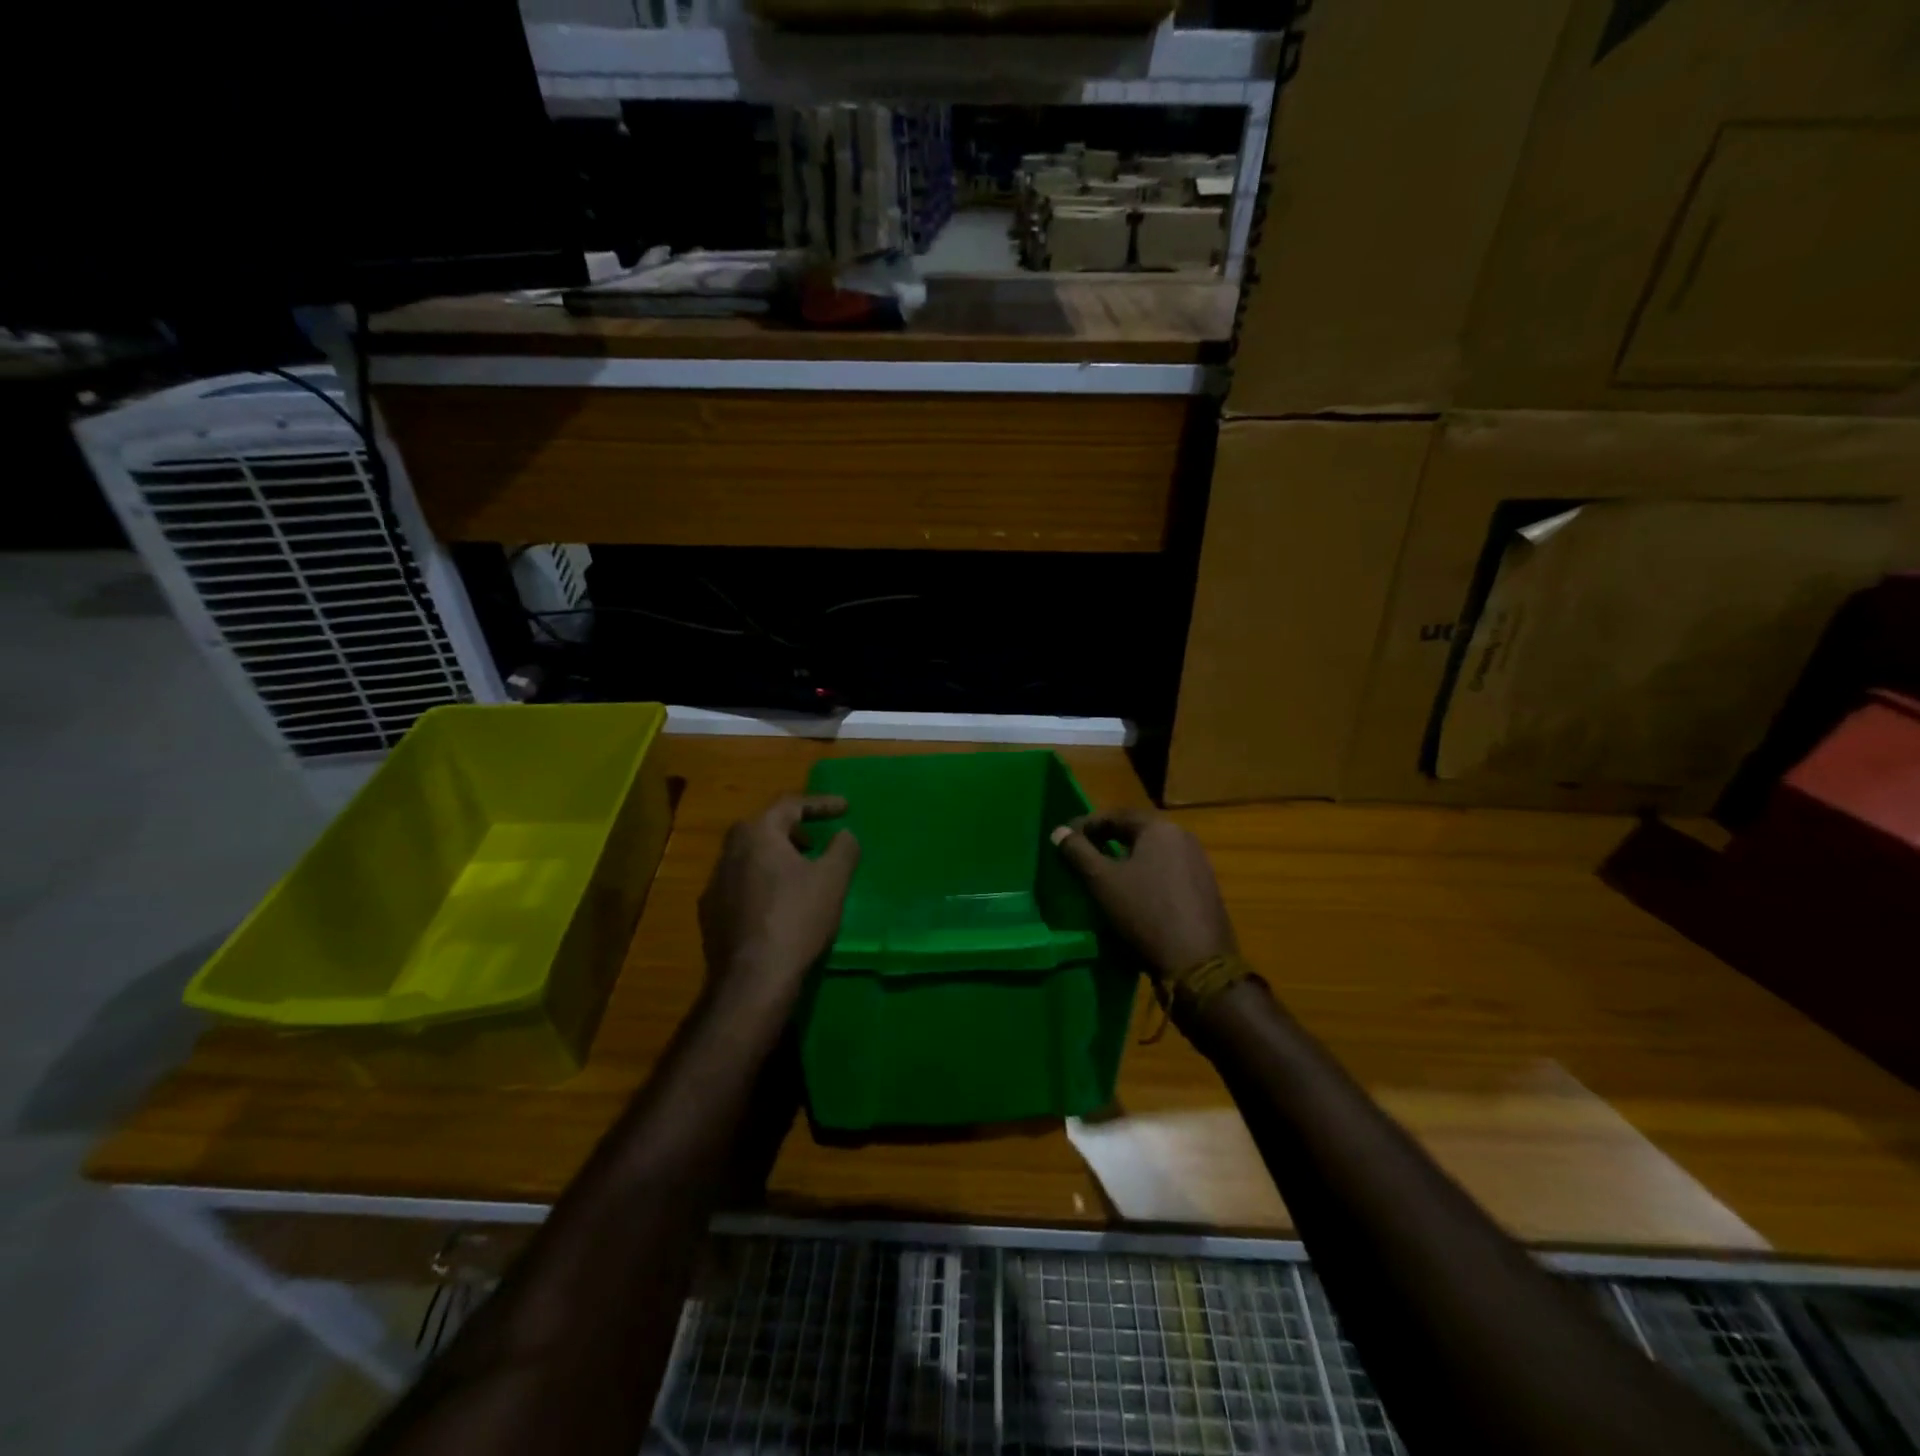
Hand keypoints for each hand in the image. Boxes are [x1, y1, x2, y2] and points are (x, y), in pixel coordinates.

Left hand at [698, 795, 859, 1005]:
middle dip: (793, 829)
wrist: (752, 979)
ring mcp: (714, 885)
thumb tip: (844, 834)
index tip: (846, 808)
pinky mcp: (710, 915)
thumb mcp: (833, 879)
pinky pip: (741, 885)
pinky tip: (779, 905)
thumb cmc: (796, 918)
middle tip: (815, 840)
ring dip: (776, 858)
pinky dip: (763, 884)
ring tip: (801, 874)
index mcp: (757, 834)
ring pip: (749, 858)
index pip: (790, 805)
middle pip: (763, 828)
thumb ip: (843, 849)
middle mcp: (728, 852)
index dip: (821, 804)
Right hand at [1051, 808, 1235, 980]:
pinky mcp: (1205, 889)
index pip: (1116, 815)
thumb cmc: (1145, 913)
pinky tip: (1134, 896)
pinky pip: (1167, 872)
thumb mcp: (1102, 881)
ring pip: (1153, 854)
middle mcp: (1184, 838)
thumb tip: (1058, 831)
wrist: (1198, 963)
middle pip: (1136, 832)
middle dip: (1106, 841)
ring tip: (1103, 877)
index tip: (1065, 839)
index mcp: (1160, 828)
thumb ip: (1078, 852)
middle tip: (1081, 856)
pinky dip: (1146, 877)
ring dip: (1126, 860)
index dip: (1087, 825)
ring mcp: (1199, 864)